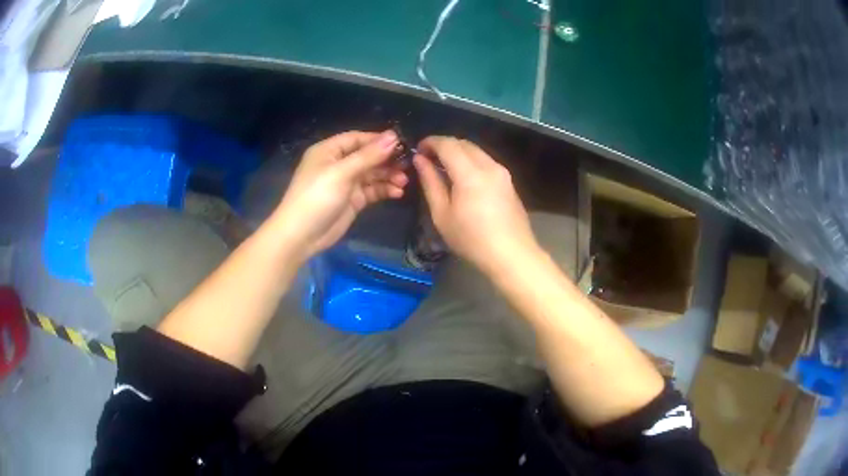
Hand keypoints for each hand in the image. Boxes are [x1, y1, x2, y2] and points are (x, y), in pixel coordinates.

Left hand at [272, 130, 407, 259]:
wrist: (301, 235)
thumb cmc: (317, 197)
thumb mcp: (342, 173)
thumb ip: (368, 156)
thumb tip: (393, 136)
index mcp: (329, 151)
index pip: (357, 138)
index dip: (378, 140)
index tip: (401, 143)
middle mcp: (338, 164)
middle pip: (367, 156)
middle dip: (387, 160)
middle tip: (408, 164)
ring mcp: (346, 183)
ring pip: (372, 174)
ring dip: (388, 176)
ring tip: (404, 181)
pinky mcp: (353, 200)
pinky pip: (372, 190)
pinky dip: (384, 190)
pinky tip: (397, 192)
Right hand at [413, 136, 539, 276]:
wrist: (512, 255)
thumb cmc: (472, 239)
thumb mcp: (442, 214)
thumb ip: (430, 183)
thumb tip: (420, 161)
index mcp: (470, 173)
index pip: (447, 144)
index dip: (430, 142)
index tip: (418, 151)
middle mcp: (489, 165)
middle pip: (463, 143)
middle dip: (443, 145)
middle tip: (428, 159)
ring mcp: (502, 172)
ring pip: (476, 151)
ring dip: (458, 152)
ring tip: (443, 169)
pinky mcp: (509, 181)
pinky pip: (486, 161)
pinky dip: (470, 161)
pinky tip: (463, 178)